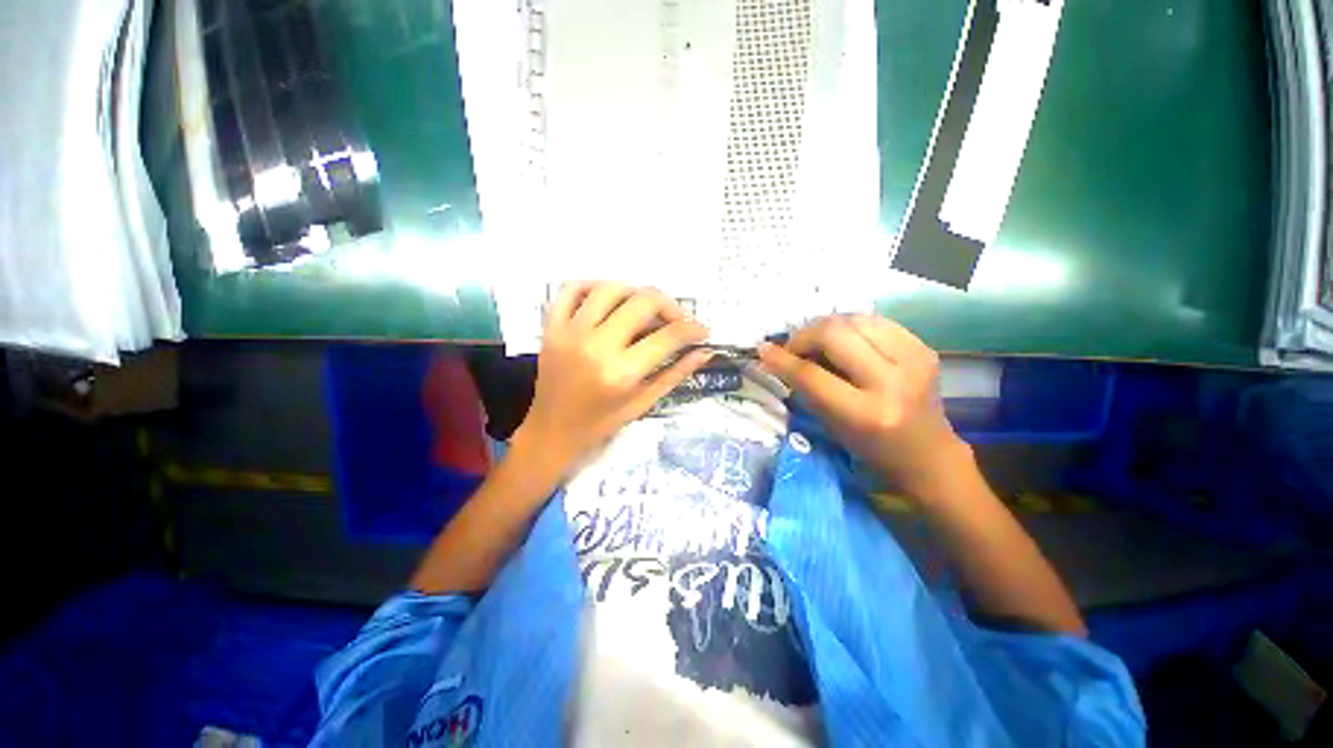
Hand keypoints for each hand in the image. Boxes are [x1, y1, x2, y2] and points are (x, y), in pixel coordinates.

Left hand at [514, 282, 711, 479]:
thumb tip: (705, 351)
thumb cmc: (601, 424)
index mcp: (621, 373)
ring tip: (645, 308)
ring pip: (610, 289)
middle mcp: (596, 346)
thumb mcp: (643, 403)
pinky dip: (593, 285)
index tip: (701, 330)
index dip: (692, 329)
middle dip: (670, 306)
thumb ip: (675, 374)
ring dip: (635, 293)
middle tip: (677, 320)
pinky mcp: (551, 328)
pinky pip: (570, 288)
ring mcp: (569, 333)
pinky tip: (608, 298)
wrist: (551, 431)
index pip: (668, 336)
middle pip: (642, 302)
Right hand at [758, 315, 969, 496]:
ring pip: (855, 319)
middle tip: (795, 348)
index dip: (782, 359)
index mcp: (866, 414)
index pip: (812, 375)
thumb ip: (804, 387)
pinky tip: (846, 341)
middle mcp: (893, 383)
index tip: (763, 349)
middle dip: (805, 335)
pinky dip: (852, 327)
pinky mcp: (924, 348)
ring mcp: (914, 360)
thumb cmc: (871, 448)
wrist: (928, 454)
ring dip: (827, 327)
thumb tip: (775, 355)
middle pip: (835, 334)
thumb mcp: (830, 425)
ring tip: (819, 343)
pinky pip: (876, 321)